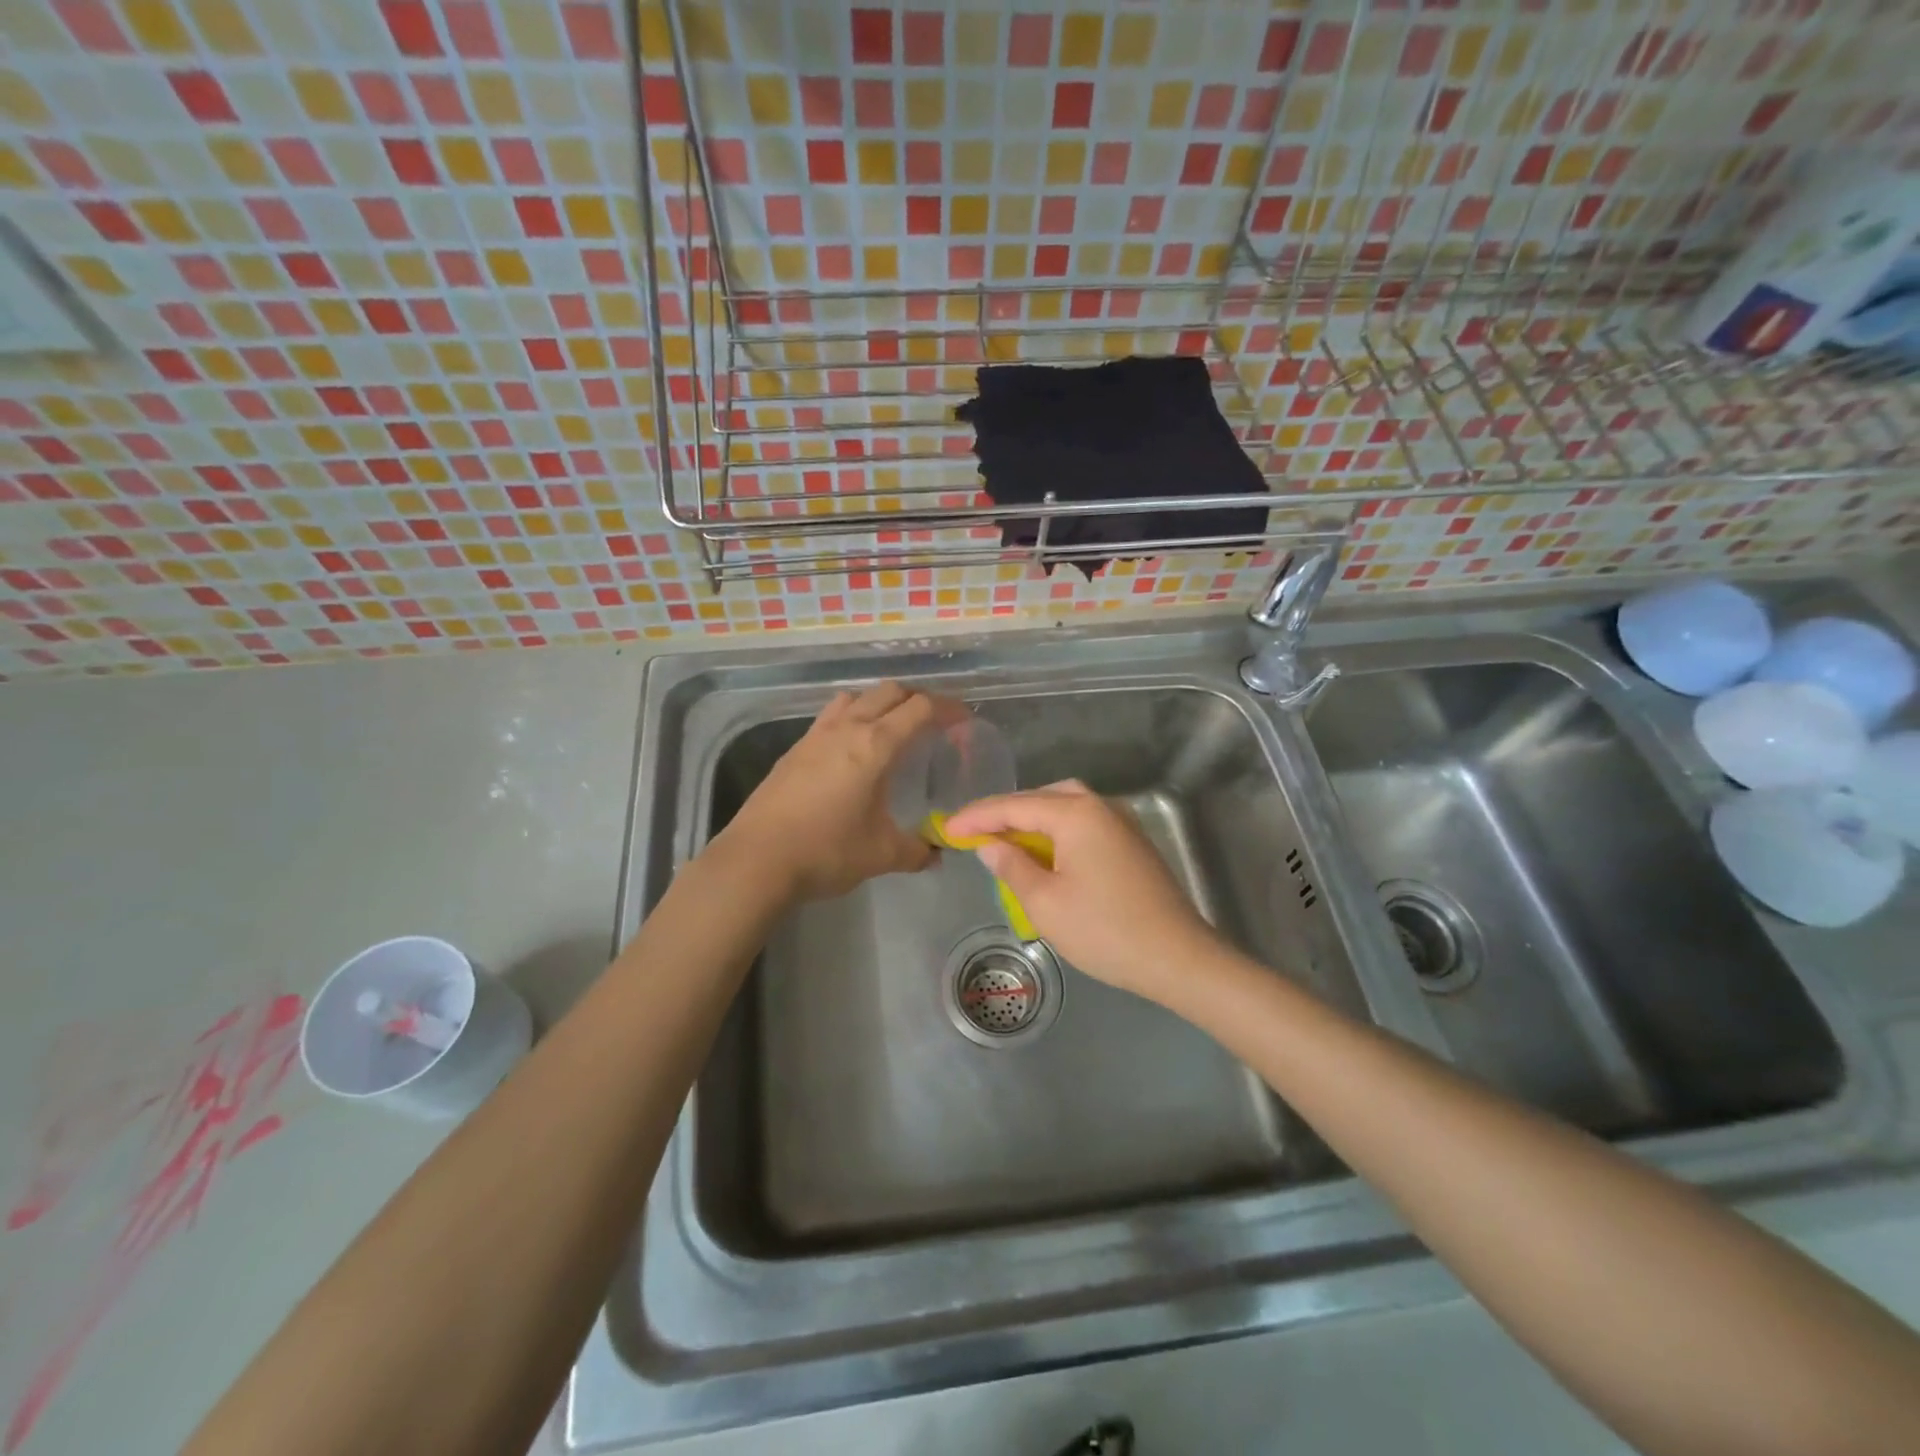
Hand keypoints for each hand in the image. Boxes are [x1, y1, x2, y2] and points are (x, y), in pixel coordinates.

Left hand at [719, 682, 940, 899]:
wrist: (757, 860)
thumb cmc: (826, 851)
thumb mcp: (882, 855)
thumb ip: (917, 850)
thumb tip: (936, 853)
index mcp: (875, 745)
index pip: (920, 708)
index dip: (947, 708)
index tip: (963, 720)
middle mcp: (847, 728)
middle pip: (889, 692)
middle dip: (917, 700)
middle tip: (933, 723)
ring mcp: (815, 735)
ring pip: (855, 697)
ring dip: (879, 703)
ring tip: (891, 730)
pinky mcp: (794, 749)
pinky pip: (831, 717)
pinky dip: (851, 719)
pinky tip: (851, 752)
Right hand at [943, 781, 1221, 1002]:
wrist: (1177, 957)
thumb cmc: (1104, 930)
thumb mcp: (1045, 902)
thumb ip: (1012, 866)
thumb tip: (989, 844)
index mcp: (1076, 813)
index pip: (1013, 806)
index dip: (976, 817)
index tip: (946, 829)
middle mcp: (1100, 806)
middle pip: (1041, 797)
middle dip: (1004, 813)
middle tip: (972, 831)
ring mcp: (1120, 822)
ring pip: (1065, 806)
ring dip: (1031, 819)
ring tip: (1002, 839)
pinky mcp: (1131, 842)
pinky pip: (1083, 822)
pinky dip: (1056, 830)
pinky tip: (1044, 851)